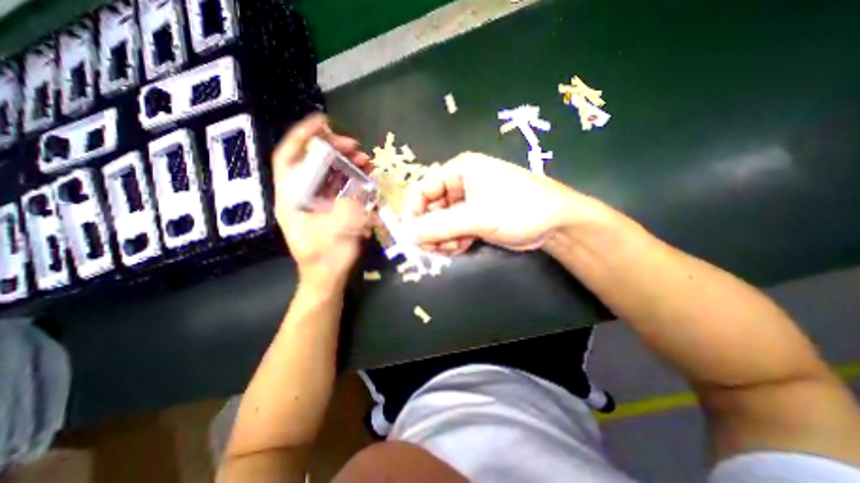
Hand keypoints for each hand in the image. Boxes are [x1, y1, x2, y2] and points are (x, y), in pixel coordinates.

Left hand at [271, 116, 372, 288]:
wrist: (326, 277)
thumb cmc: (325, 259)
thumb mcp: (335, 235)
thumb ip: (346, 210)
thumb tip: (358, 189)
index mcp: (291, 199)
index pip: (288, 158)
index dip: (302, 136)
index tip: (323, 122)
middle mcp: (301, 195)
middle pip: (311, 162)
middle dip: (333, 149)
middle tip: (355, 146)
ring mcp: (316, 202)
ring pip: (328, 173)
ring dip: (346, 163)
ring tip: (365, 161)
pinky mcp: (329, 208)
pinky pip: (339, 186)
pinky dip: (352, 178)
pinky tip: (366, 177)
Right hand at [402, 152, 603, 255]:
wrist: (555, 224)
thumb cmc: (518, 209)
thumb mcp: (476, 217)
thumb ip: (439, 226)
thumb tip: (405, 234)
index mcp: (459, 170)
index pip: (422, 188)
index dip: (413, 212)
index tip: (411, 235)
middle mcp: (459, 184)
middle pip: (429, 208)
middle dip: (430, 230)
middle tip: (435, 247)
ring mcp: (467, 203)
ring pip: (440, 222)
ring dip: (441, 238)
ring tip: (453, 248)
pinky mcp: (474, 219)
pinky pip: (452, 230)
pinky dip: (452, 241)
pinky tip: (462, 247)